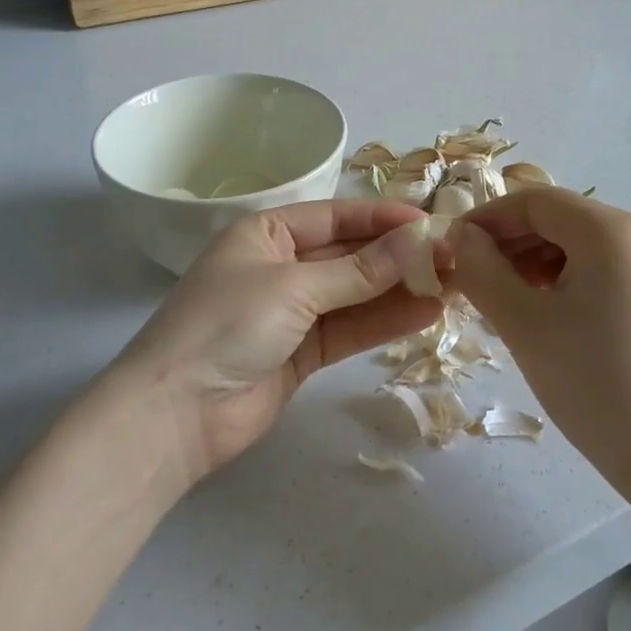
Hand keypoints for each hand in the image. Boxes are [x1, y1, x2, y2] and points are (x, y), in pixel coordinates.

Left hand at [112, 199, 443, 485]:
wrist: (175, 414)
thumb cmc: (227, 324)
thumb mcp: (294, 287)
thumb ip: (360, 270)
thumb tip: (418, 241)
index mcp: (267, 233)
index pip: (337, 216)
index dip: (384, 218)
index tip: (432, 222)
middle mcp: (282, 265)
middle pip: (350, 255)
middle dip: (399, 256)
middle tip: (454, 257)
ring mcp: (293, 311)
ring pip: (356, 293)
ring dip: (400, 289)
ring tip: (454, 284)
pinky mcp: (303, 352)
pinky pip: (351, 328)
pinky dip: (385, 321)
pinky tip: (427, 313)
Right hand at [447, 189, 630, 513]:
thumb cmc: (592, 383)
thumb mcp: (522, 322)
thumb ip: (481, 268)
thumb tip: (458, 236)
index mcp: (609, 230)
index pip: (533, 201)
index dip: (485, 219)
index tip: (450, 249)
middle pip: (554, 217)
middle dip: (506, 242)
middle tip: (470, 279)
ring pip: (571, 242)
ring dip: (528, 260)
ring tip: (499, 299)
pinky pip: (592, 265)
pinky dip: (556, 277)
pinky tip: (536, 311)